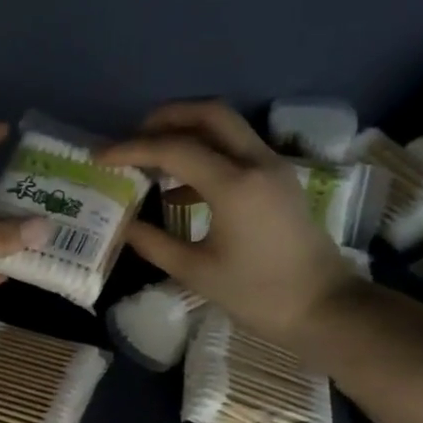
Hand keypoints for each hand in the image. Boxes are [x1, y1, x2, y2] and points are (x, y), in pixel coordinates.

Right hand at [99, 101, 362, 343]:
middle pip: (209, 115)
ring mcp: (273, 168)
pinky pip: (237, 150)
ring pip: (227, 128)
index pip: (175, 149)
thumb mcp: (196, 272)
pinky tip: (178, 187)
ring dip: (187, 131)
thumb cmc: (257, 295)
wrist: (322, 307)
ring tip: (150, 156)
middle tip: (132, 137)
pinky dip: (205, 154)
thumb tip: (123, 226)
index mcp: (234, 185)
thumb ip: (154, 244)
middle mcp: (256, 163)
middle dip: (166, 118)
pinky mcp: (278, 180)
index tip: (100, 156)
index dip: (132, 149)